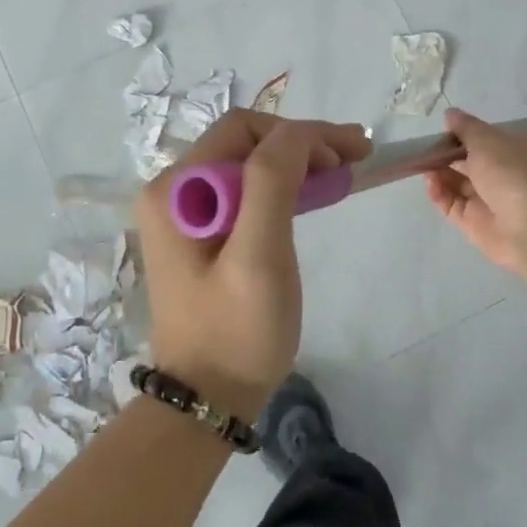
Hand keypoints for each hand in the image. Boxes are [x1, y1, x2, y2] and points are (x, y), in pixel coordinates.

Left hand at [136, 109, 370, 416]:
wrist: (208, 397)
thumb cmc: (236, 330)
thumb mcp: (259, 256)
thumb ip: (272, 184)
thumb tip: (299, 134)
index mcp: (176, 189)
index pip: (245, 130)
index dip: (302, 134)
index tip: (350, 155)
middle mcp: (172, 190)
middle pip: (246, 142)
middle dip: (303, 143)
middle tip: (354, 160)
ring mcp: (183, 212)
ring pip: (249, 163)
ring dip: (297, 161)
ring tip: (341, 173)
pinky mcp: (200, 232)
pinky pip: (245, 190)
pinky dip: (283, 186)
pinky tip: (311, 194)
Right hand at [424, 107, 526, 273]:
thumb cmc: (512, 172)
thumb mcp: (487, 140)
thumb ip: (466, 127)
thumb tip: (451, 113)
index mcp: (516, 150)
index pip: (487, 140)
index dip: (464, 135)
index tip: (443, 131)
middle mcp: (505, 175)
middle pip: (470, 163)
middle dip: (447, 155)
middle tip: (425, 150)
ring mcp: (490, 201)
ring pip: (459, 185)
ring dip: (440, 174)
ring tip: (423, 166)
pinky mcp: (476, 224)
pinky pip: (453, 206)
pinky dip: (440, 194)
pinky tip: (430, 184)